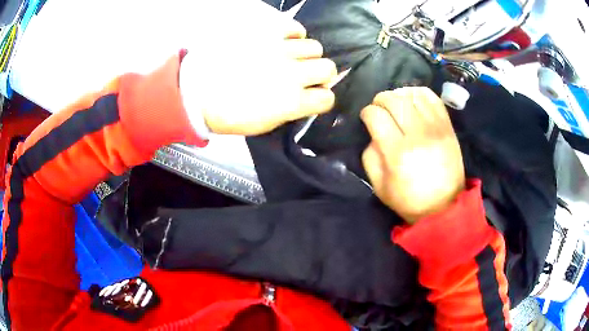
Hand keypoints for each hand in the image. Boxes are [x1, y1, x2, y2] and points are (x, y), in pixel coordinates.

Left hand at [180, 18, 336, 135]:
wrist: (199, 93)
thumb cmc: (230, 114)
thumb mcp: (265, 124)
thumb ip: (292, 111)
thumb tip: (306, 98)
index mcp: (291, 102)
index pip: (326, 98)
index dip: (321, 99)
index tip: (313, 98)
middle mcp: (291, 73)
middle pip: (328, 68)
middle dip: (321, 75)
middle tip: (306, 76)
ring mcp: (279, 51)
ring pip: (314, 47)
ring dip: (307, 55)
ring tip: (293, 58)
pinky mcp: (266, 35)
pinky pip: (295, 28)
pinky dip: (295, 35)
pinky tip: (286, 42)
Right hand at [360, 87, 465, 223]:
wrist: (444, 206)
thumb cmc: (409, 200)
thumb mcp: (379, 186)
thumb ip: (370, 156)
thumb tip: (374, 133)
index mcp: (397, 152)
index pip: (376, 115)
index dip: (367, 113)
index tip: (367, 118)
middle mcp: (417, 134)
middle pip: (393, 99)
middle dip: (380, 99)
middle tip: (379, 108)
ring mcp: (435, 127)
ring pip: (412, 94)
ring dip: (398, 95)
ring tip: (396, 105)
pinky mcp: (447, 126)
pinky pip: (432, 97)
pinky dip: (418, 93)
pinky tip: (413, 101)